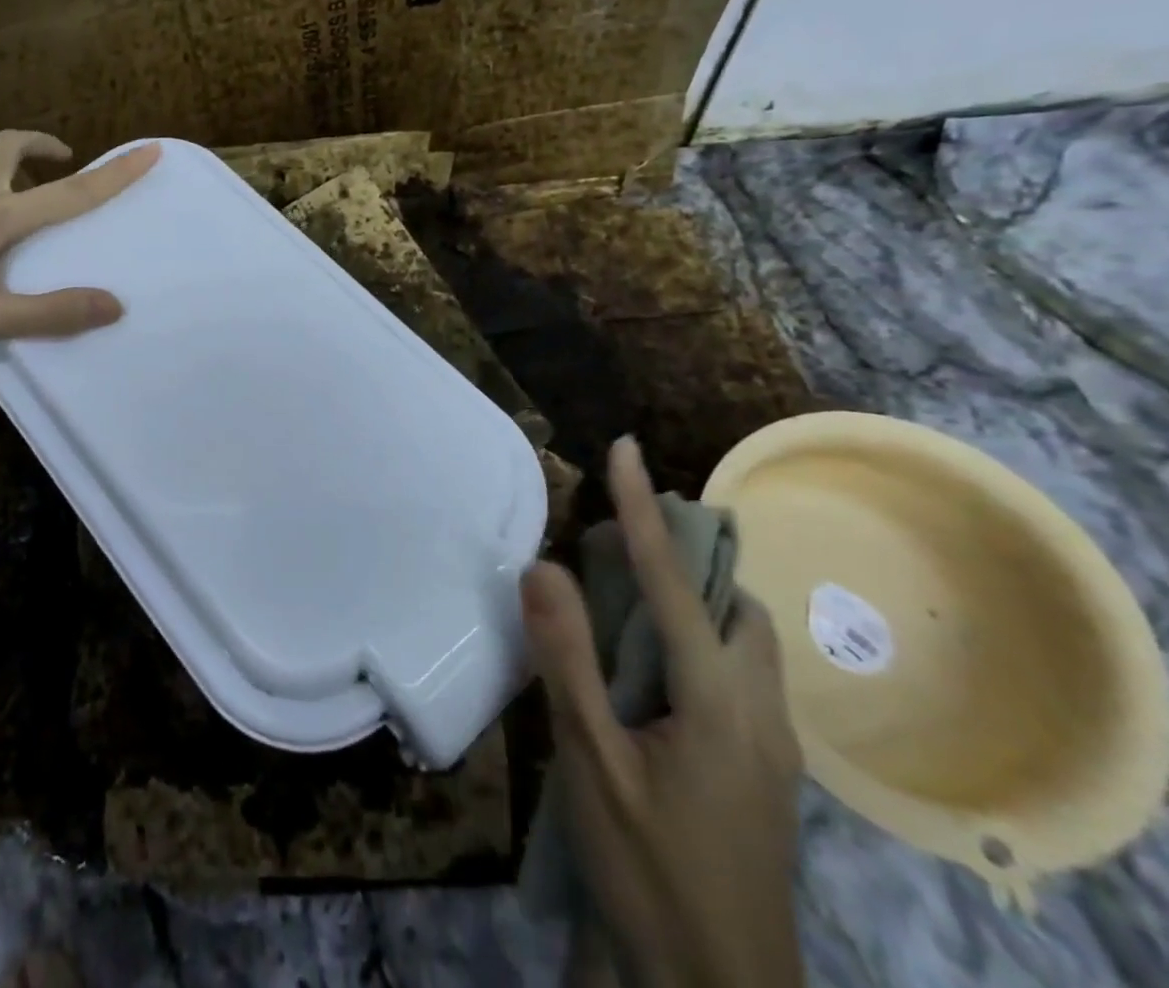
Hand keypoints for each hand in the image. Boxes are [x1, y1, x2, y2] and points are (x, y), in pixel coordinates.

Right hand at [520, 437, 804, 987]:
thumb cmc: (649, 868)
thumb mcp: (591, 762)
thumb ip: (567, 659)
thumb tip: (545, 565)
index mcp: (717, 699)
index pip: (674, 579)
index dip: (645, 508)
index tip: (626, 447)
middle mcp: (759, 708)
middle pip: (731, 602)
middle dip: (680, 555)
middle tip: (614, 544)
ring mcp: (771, 743)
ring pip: (743, 638)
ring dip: (692, 597)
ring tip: (627, 599)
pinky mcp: (764, 766)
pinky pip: (738, 670)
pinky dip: (697, 637)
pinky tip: (650, 669)